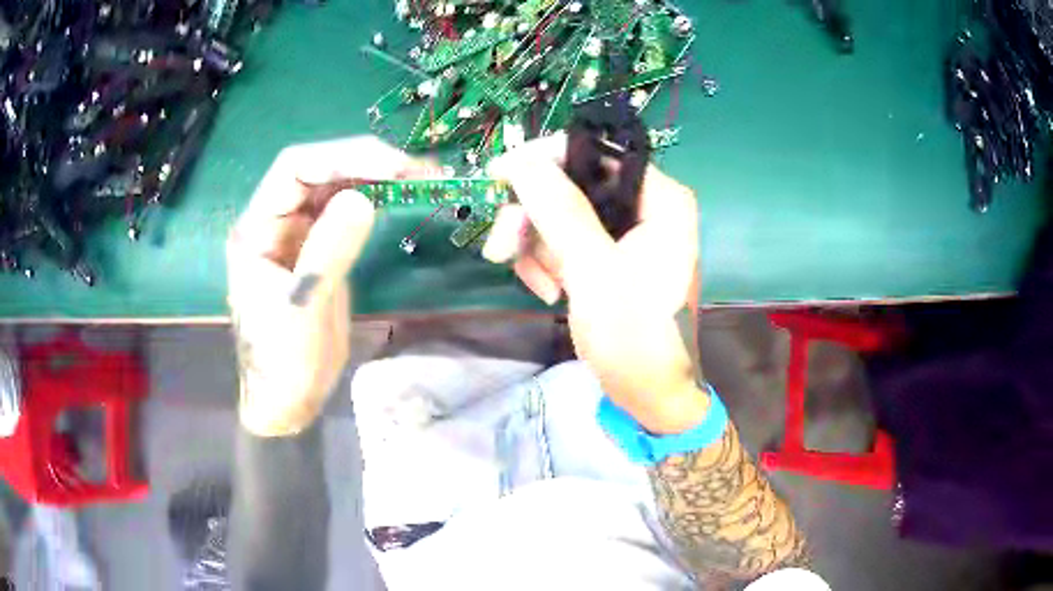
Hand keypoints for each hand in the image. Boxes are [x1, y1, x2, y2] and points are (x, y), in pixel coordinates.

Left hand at [227, 136, 428, 436]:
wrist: (287, 399)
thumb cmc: (282, 360)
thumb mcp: (304, 307)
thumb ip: (328, 251)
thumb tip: (364, 199)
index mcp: (257, 229)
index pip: (294, 169)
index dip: (341, 157)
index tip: (391, 165)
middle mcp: (275, 222)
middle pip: (317, 172)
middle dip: (364, 162)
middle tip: (415, 170)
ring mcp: (296, 234)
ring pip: (334, 188)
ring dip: (374, 176)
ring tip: (418, 177)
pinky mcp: (318, 248)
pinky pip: (344, 212)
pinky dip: (374, 200)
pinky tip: (399, 196)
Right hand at [484, 134, 706, 433]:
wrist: (651, 396)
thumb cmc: (636, 338)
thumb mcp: (595, 272)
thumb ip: (560, 210)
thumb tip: (522, 160)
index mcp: (661, 199)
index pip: (596, 152)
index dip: (544, 159)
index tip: (497, 178)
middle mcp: (647, 205)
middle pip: (572, 184)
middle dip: (533, 218)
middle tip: (500, 249)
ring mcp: (628, 231)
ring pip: (562, 213)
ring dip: (537, 246)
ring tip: (539, 286)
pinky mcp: (611, 255)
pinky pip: (567, 240)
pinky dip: (549, 262)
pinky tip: (548, 292)